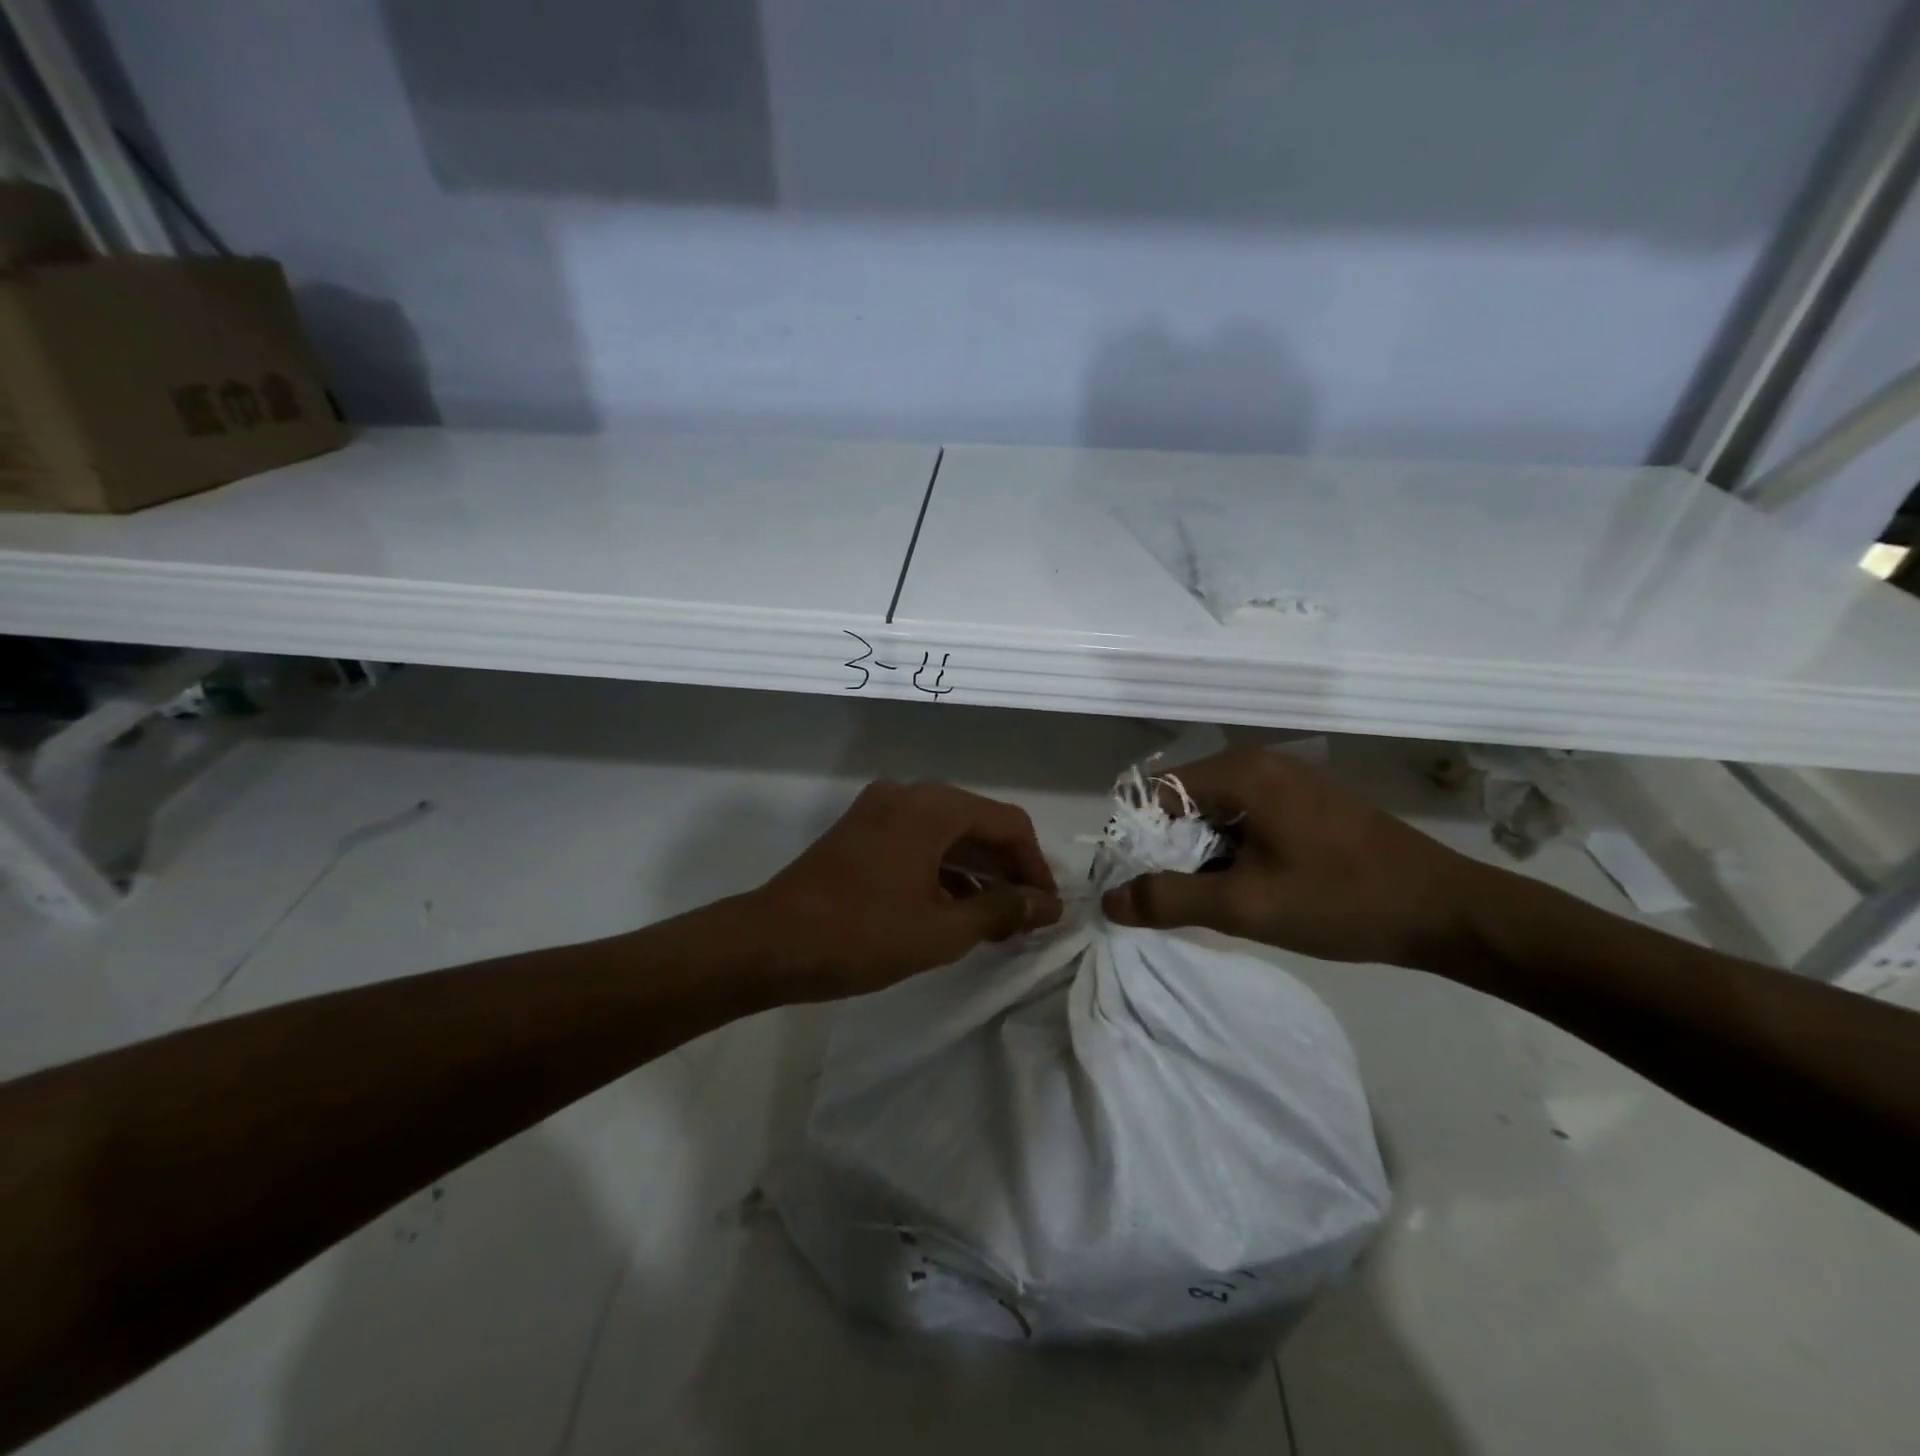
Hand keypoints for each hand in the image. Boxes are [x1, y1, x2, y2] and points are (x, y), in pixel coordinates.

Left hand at [753, 780, 1062, 998]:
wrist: (769, 943)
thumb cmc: (861, 935)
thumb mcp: (942, 930)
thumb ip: (1001, 910)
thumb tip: (1049, 905)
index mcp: (932, 807)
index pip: (1008, 824)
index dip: (1036, 867)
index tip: (1049, 909)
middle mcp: (908, 795)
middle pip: (978, 825)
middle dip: (1007, 871)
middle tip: (1029, 917)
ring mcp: (880, 810)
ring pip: (948, 835)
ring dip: (977, 873)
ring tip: (999, 922)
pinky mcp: (862, 831)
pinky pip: (919, 842)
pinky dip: (944, 871)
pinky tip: (957, 910)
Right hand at [1101, 746, 1488, 968]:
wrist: (1447, 911)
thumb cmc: (1342, 901)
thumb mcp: (1246, 906)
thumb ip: (1169, 900)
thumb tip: (1109, 899)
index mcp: (1240, 772)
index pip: (1155, 794)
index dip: (1138, 840)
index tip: (1143, 886)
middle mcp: (1257, 763)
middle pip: (1181, 802)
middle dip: (1171, 852)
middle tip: (1182, 901)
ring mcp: (1285, 781)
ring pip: (1213, 814)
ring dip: (1202, 856)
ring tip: (1219, 900)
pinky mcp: (1304, 802)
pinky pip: (1244, 819)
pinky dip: (1232, 852)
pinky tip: (1250, 887)